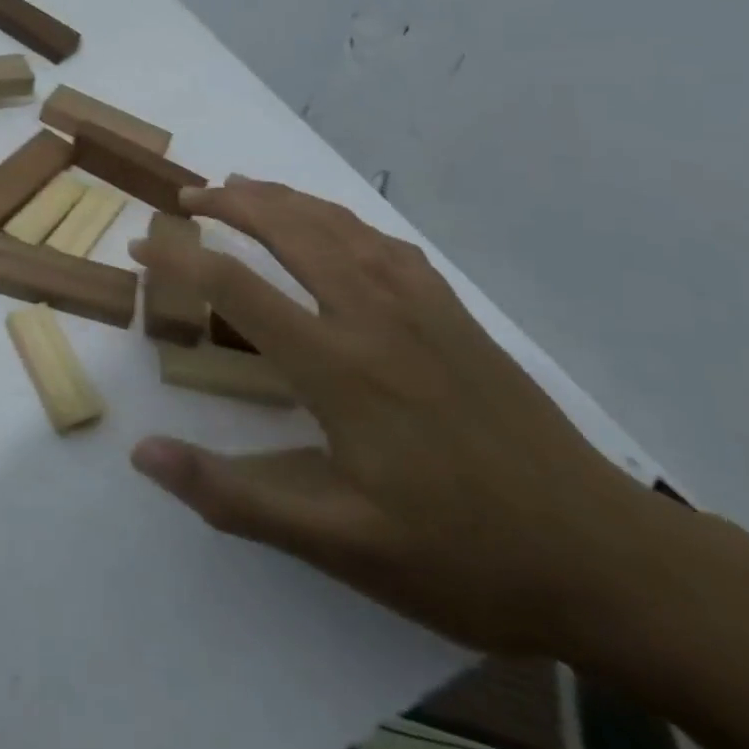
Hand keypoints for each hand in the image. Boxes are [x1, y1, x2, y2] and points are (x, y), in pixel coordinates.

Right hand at [131, 177, 668, 656]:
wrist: (608, 562)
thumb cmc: (463, 555)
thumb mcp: (339, 544)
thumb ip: (233, 496)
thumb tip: (142, 453)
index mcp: (338, 366)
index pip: (236, 286)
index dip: (178, 258)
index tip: (140, 245)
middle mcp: (374, 317)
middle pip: (290, 230)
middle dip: (231, 202)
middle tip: (188, 197)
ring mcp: (422, 309)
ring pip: (339, 226)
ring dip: (284, 198)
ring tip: (244, 186)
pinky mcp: (457, 317)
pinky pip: (387, 245)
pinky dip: (343, 219)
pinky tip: (334, 227)